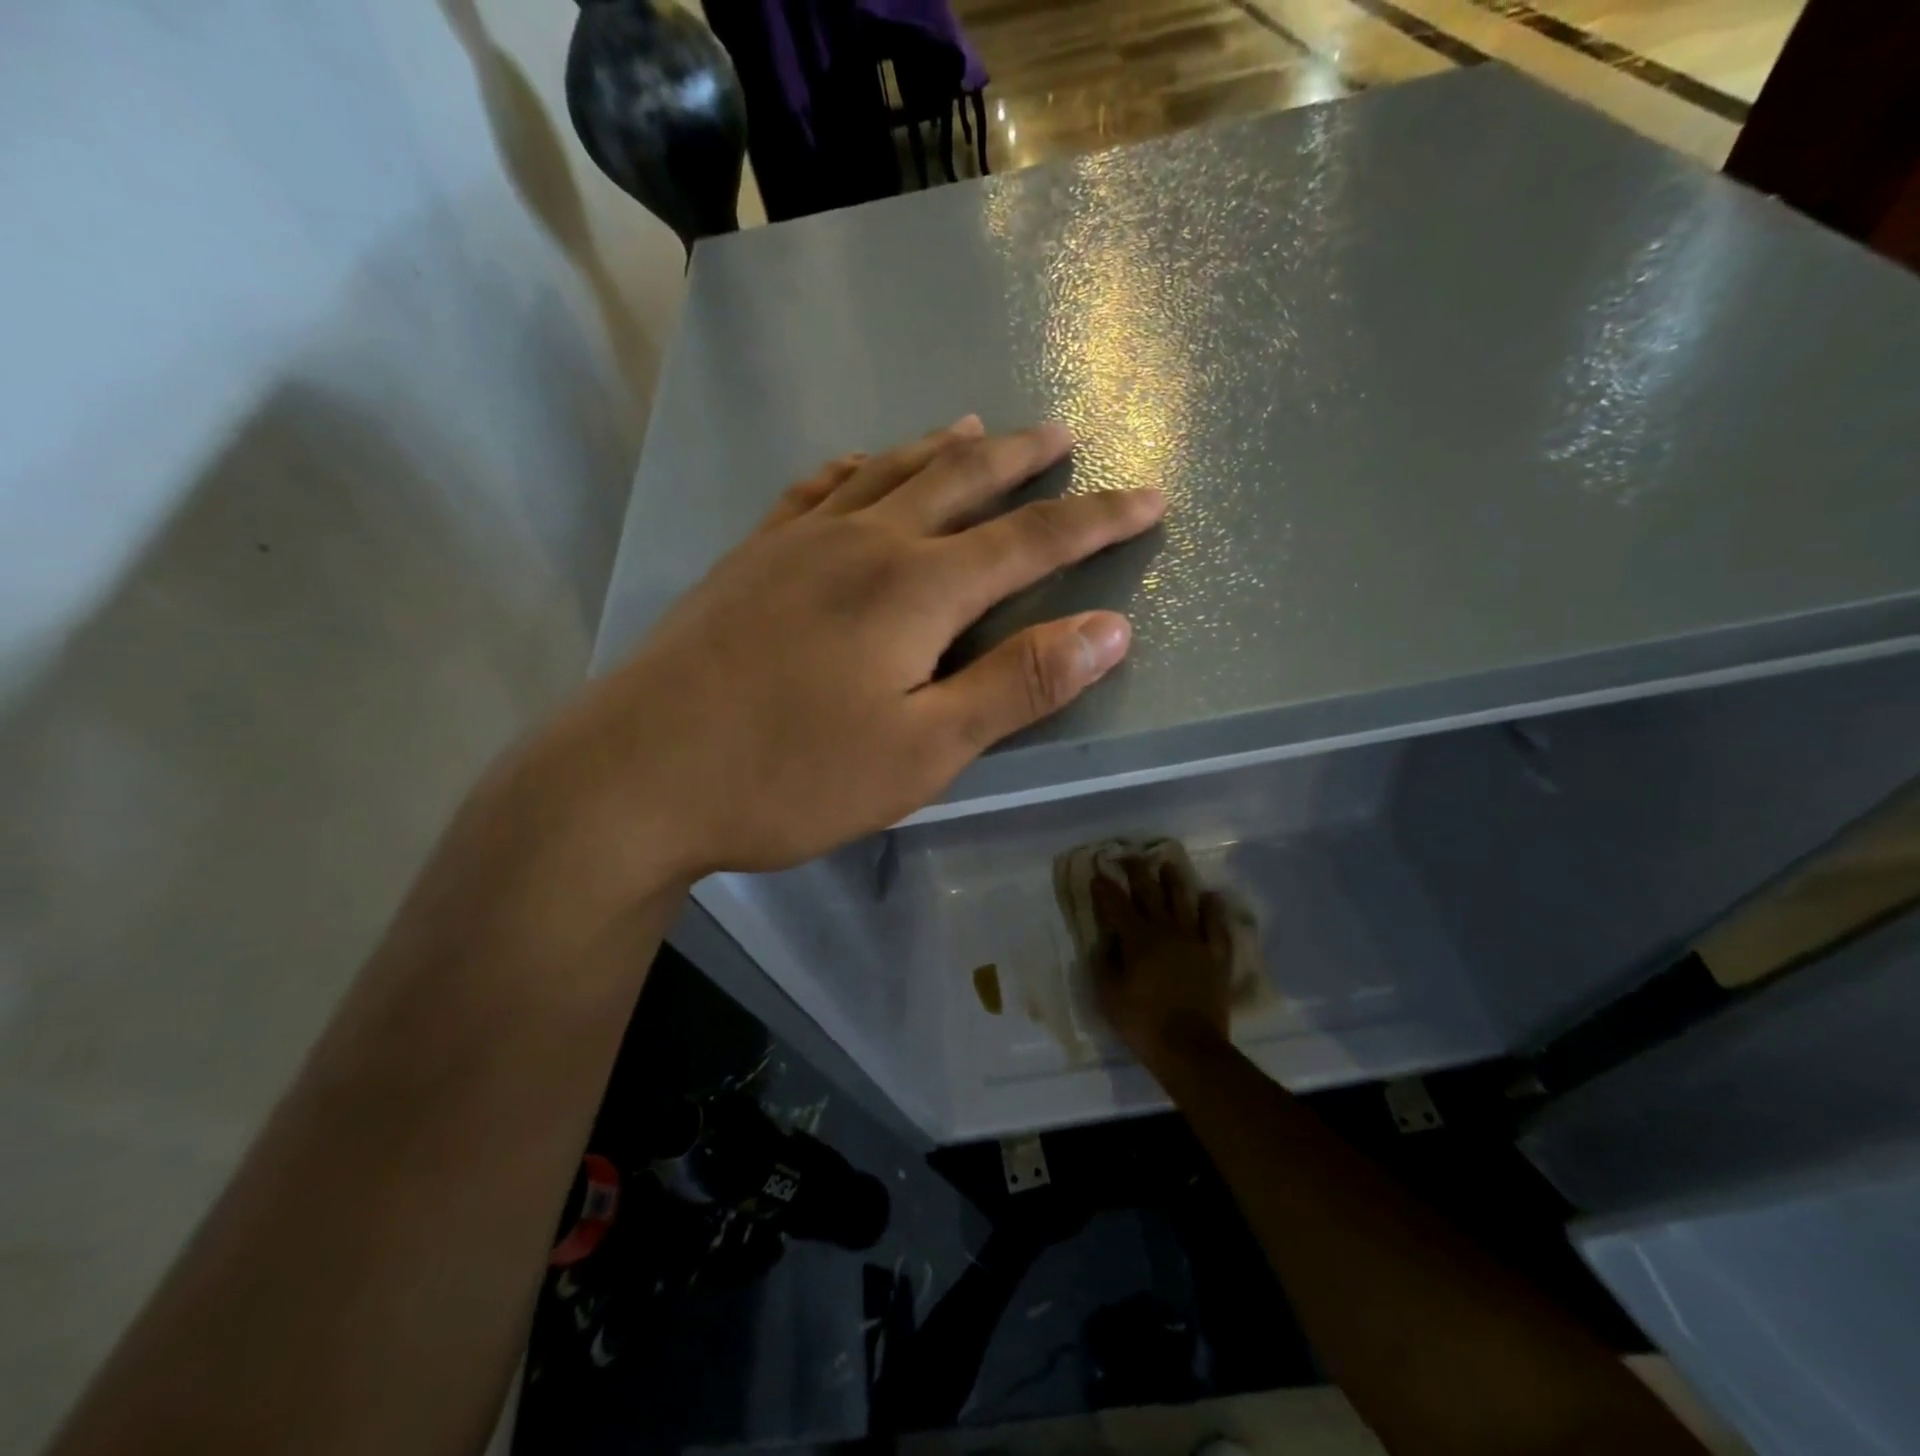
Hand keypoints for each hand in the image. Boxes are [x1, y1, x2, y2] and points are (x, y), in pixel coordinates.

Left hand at [521, 417, 1164, 905]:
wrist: (642, 774)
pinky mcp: (749, 559)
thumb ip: (1019, 685)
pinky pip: (815, 489)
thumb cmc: (793, 775)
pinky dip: (856, 467)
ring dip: (942, 447)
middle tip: (1063, 435)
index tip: (1149, 495)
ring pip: (887, 471)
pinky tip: (860, 465)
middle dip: (1022, 459)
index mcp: (916, 588)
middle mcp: (863, 542)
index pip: (1032, 540)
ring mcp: (798, 542)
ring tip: (979, 426)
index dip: (1098, 518)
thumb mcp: (925, 750)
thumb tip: (1110, 628)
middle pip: (959, 481)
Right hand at [1093, 858, 1234, 1070]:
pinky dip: (1213, 910)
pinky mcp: (1215, 956)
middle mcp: (1165, 931)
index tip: (1098, 874)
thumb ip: (1107, 962)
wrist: (1189, 1048)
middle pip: (1150, 894)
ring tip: (1168, 865)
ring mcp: (1194, 941)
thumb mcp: (1108, 994)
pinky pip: (1215, 926)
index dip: (1105, 889)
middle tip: (1130, 856)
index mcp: (1137, 939)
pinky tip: (1210, 897)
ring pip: (1183, 901)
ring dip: (1174, 881)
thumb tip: (1110, 940)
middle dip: (1138, 872)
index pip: (1116, 906)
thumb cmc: (1142, 1023)